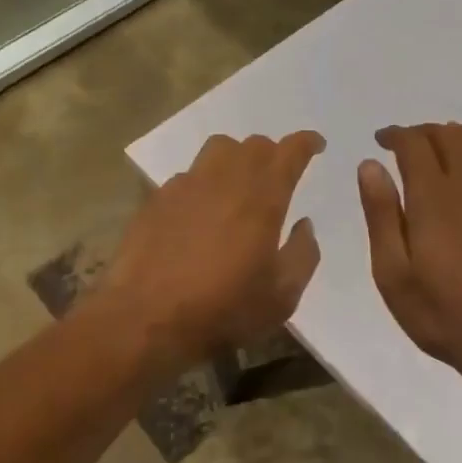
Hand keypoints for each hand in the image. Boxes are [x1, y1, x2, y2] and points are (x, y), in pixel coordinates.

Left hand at [98, 130, 324, 368]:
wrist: (145, 320)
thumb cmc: (223, 309)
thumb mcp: (282, 296)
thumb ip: (303, 255)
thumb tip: (304, 225)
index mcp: (263, 197)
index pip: (290, 151)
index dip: (306, 143)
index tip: (316, 144)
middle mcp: (225, 179)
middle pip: (254, 144)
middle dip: (272, 152)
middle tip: (278, 173)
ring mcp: (186, 185)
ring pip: (218, 149)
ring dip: (236, 157)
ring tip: (238, 182)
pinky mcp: (157, 199)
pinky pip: (188, 175)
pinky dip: (202, 182)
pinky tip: (199, 210)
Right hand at [358, 123, 461, 381]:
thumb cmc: (444, 313)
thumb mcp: (393, 273)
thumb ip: (381, 214)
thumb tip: (370, 165)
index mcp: (434, 196)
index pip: (414, 143)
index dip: (395, 134)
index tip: (381, 140)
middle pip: (448, 135)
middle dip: (422, 132)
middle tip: (405, 144)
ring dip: (455, 134)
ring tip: (440, 146)